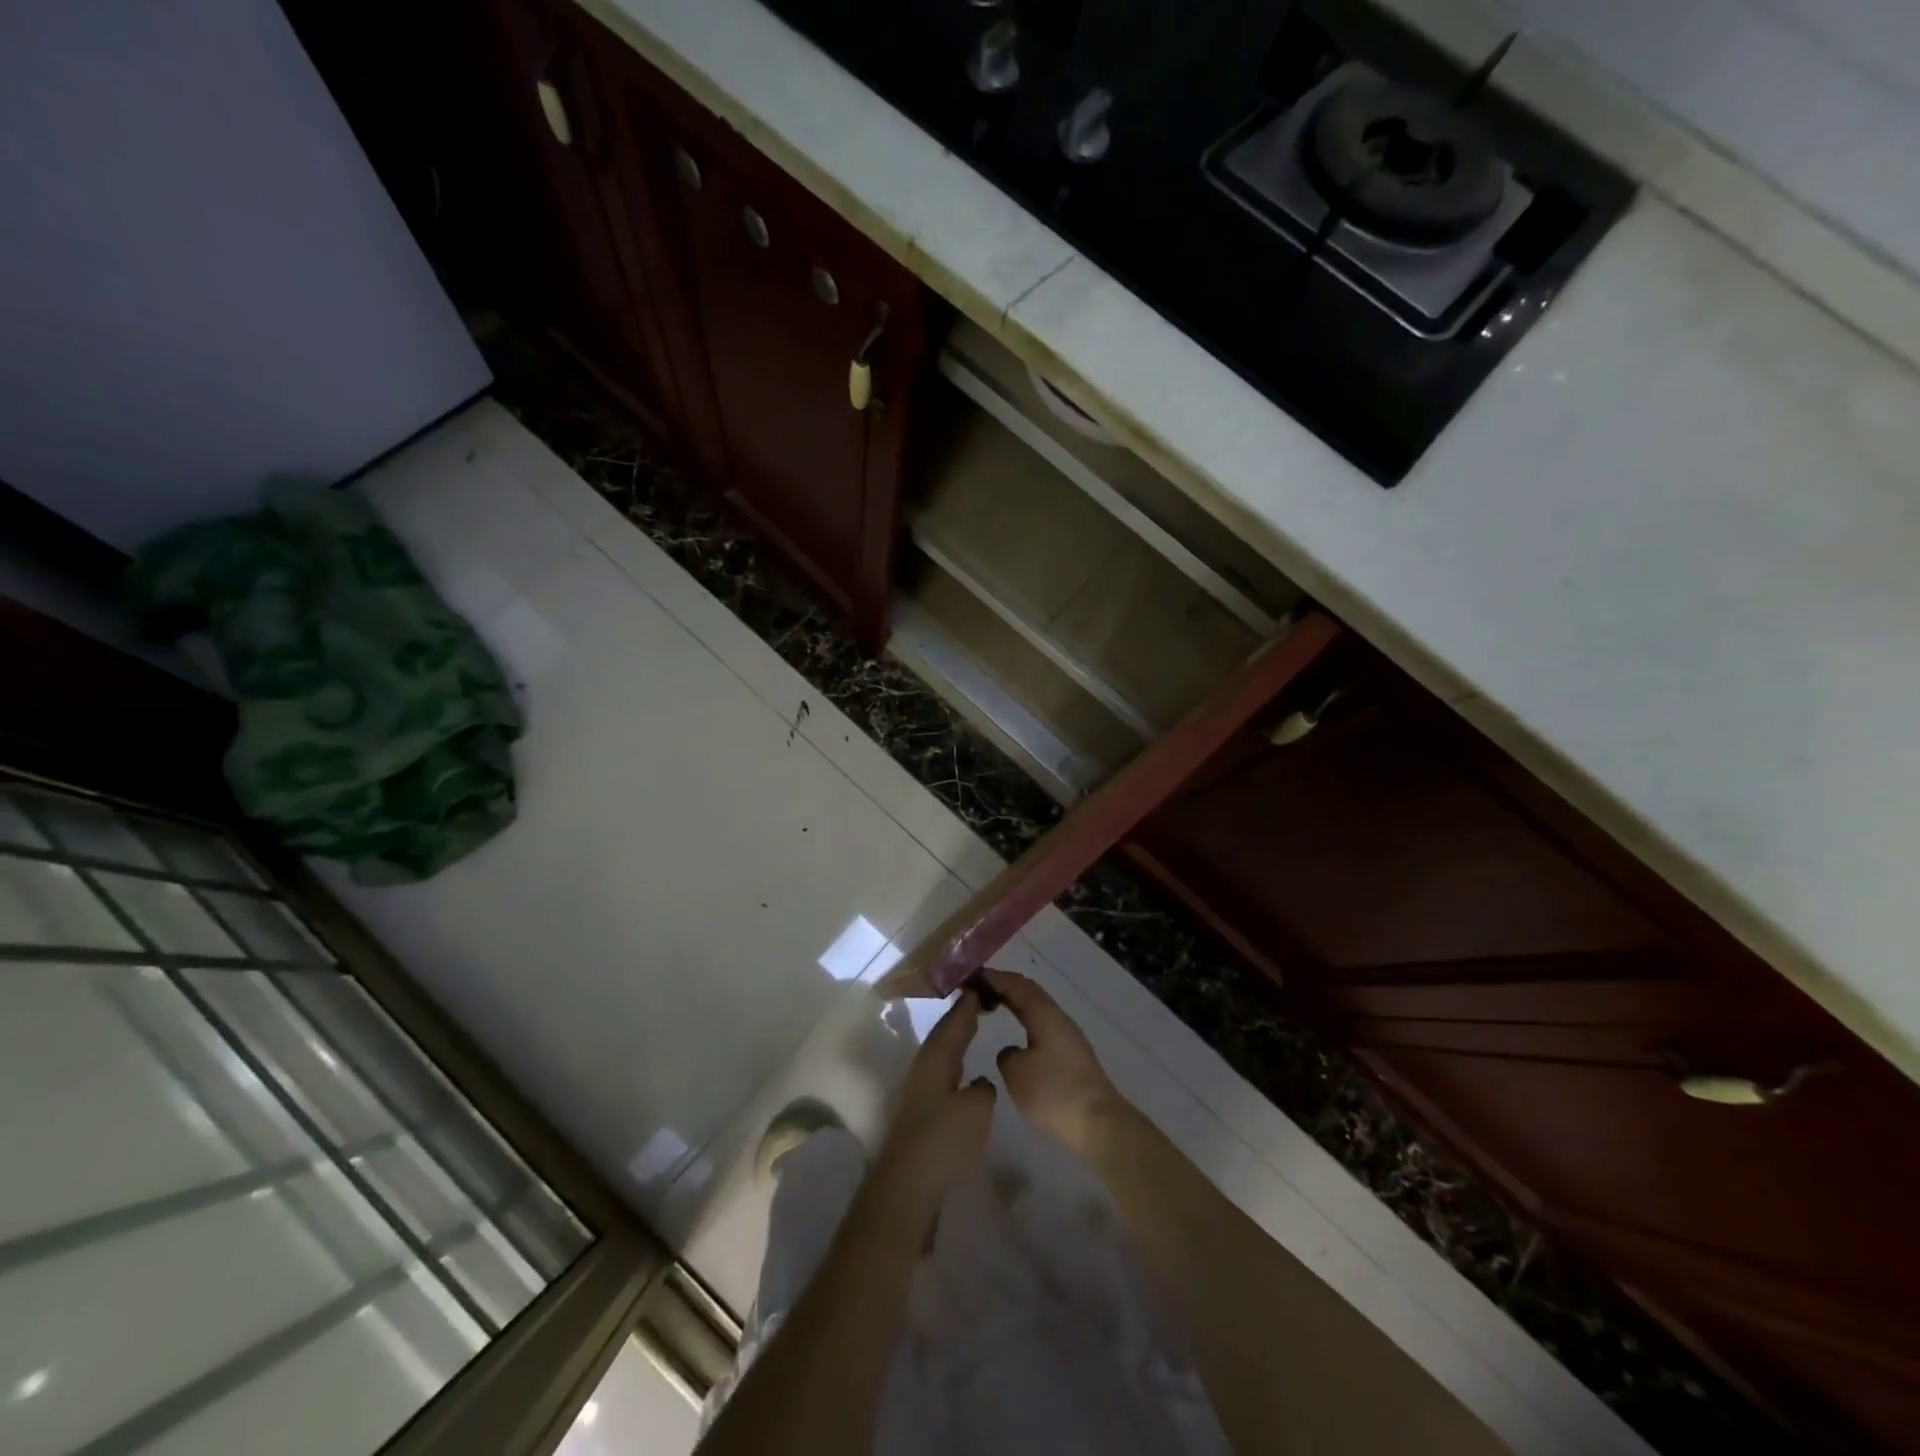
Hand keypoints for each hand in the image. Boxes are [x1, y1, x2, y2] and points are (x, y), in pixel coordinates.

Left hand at [866, 991, 995, 1236]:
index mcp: (935, 1059)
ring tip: (974, 1032)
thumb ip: (983, 1089)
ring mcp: (918, 1094)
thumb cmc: (943, 1140)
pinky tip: (963, 1077)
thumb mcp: (976, 1109)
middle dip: (960, 1019)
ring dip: (956, 1043)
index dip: (967, 1005)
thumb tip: (980, 1084)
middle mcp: (923, 1070)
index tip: (980, 986)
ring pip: (940, 1057)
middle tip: (979, 1002)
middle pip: (943, 1037)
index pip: (953, 1022)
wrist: (907, 1188)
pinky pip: (941, 1077)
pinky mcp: (919, 1117)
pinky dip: (954, 1067)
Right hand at [985, 969, 1119, 1154]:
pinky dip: (1026, 1024)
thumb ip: (1006, 1054)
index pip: (1017, 984)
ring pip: (1038, 1011)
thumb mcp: (1016, 1072)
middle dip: (1004, 988)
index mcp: (1044, 1013)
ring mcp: (1069, 1038)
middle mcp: (1059, 1019)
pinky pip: (1043, 1028)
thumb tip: (1012, 1052)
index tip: (971, 977)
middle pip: (1029, 994)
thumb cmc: (1053, 1091)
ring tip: (993, 1008)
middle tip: (978, 989)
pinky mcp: (1073, 1058)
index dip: (994, 978)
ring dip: (1016, 1006)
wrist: (1098, 1123)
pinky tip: (1017, 1037)